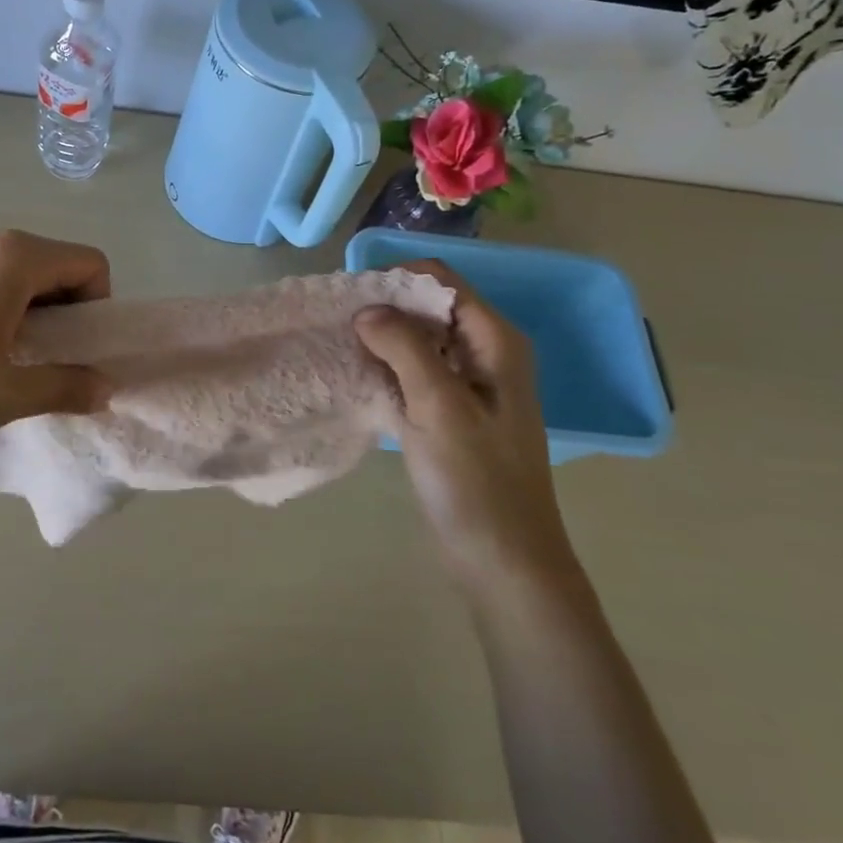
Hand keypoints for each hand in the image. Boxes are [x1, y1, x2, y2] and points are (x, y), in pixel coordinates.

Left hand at [0, 227, 113, 451]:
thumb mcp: (4, 396)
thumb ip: (65, 387)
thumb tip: (106, 387)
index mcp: (14, 258)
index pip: (90, 263)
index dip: (98, 307)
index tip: (74, 350)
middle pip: (55, 265)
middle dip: (64, 312)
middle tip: (43, 361)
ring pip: (17, 274)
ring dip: (28, 313)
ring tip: (3, 361)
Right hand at [354, 261, 576, 594]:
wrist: (503, 561)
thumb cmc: (477, 481)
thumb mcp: (439, 407)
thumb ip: (405, 348)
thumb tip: (367, 309)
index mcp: (496, 342)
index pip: (442, 282)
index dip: (397, 280)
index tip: (353, 298)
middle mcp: (486, 354)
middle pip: (430, 308)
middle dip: (386, 307)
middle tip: (339, 323)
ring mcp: (469, 386)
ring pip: (420, 341)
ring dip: (383, 338)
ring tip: (340, 345)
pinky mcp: (451, 414)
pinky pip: (415, 373)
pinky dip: (388, 368)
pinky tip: (357, 377)